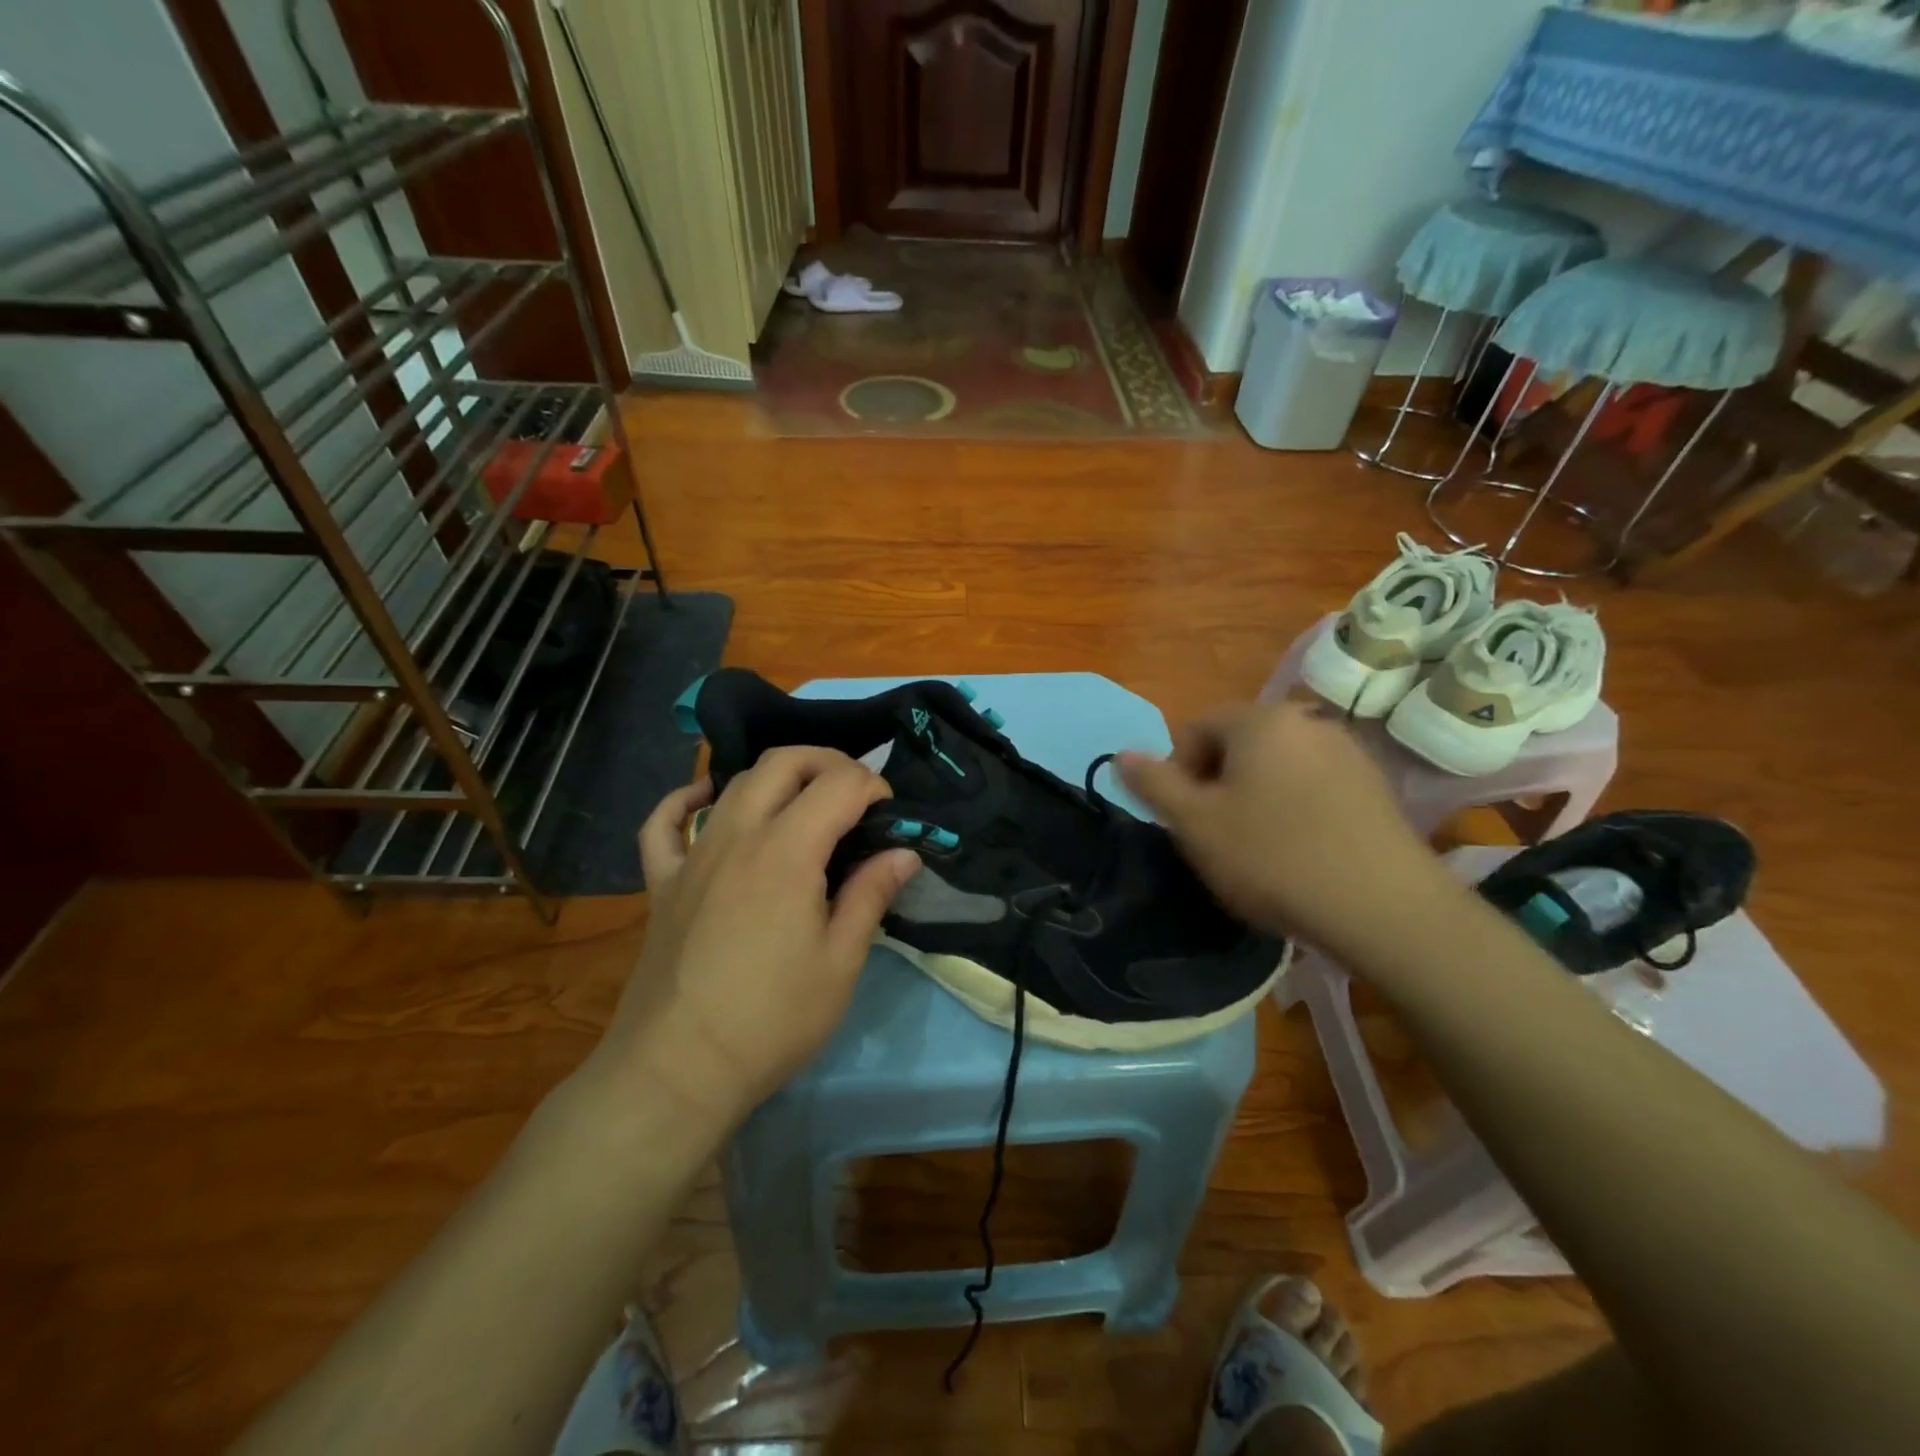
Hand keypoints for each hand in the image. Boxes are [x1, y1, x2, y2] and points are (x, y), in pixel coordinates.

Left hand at [589, 749, 920, 1127]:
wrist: (679, 1068)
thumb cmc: (773, 1018)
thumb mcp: (841, 961)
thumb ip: (871, 895)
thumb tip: (903, 853)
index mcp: (788, 851)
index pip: (838, 784)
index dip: (872, 786)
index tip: (888, 814)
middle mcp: (738, 834)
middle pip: (783, 762)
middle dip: (828, 762)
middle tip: (854, 793)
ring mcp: (692, 854)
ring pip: (735, 782)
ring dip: (777, 777)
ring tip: (804, 802)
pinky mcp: (662, 881)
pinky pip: (664, 822)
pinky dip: (685, 800)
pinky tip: (705, 800)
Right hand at [1117, 703, 1453, 955]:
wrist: (1384, 907)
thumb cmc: (1273, 857)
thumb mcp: (1194, 824)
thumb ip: (1153, 784)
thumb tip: (1121, 753)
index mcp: (1260, 720)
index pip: (1197, 729)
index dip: (1179, 774)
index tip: (1186, 820)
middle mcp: (1307, 721)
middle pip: (1239, 746)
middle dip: (1218, 785)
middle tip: (1217, 836)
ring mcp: (1349, 752)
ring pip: (1278, 768)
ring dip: (1256, 798)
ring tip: (1259, 850)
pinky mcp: (1377, 787)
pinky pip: (1316, 787)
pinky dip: (1296, 810)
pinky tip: (1302, 854)